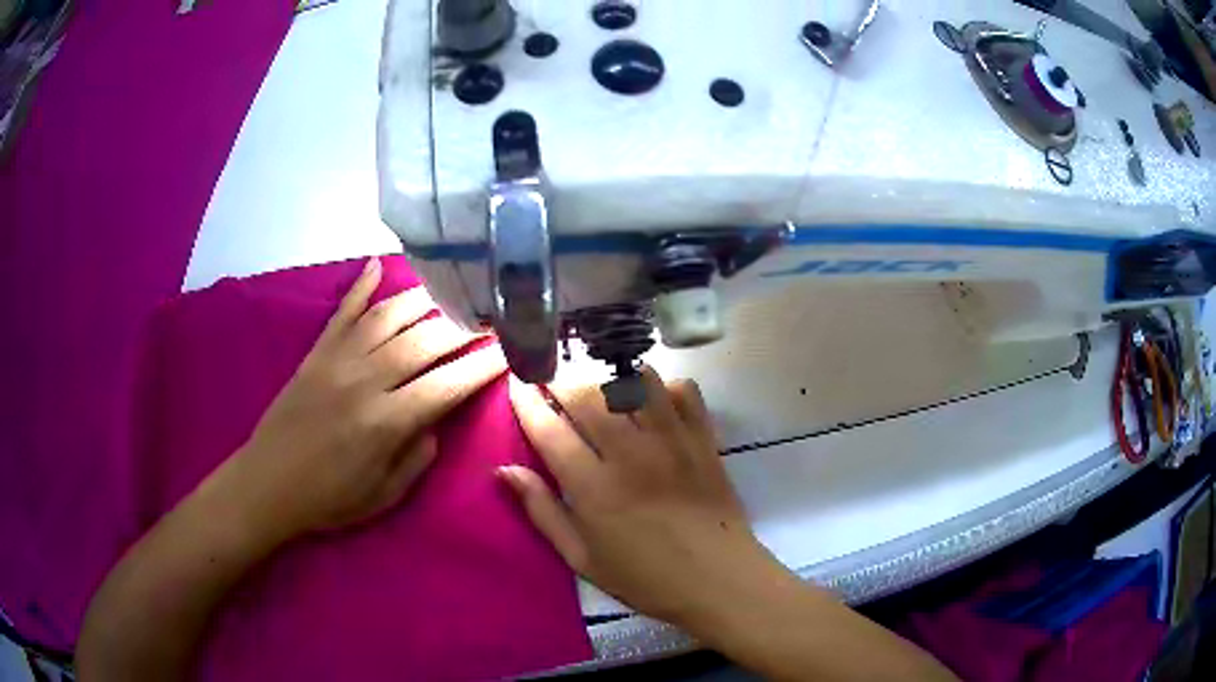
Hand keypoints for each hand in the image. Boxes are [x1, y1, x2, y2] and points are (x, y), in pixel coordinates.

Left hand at [224, 257, 506, 542]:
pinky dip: (361, 287)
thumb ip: (418, 456)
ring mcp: (338, 359)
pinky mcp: (316, 352)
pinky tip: (378, 265)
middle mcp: (365, 380)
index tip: (510, 348)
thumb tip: (436, 419)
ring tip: (453, 290)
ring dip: (425, 300)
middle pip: (425, 341)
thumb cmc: (330, 499)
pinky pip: (342, 312)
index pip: (448, 385)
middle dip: (465, 325)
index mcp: (386, 422)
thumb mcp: (385, 495)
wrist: (268, 484)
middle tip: (492, 313)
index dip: (483, 365)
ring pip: (389, 316)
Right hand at [502, 368, 784, 624]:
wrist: (719, 579)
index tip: (516, 384)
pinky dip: (662, 385)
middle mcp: (631, 454)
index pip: (549, 429)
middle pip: (587, 394)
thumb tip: (504, 470)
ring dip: (608, 375)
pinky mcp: (703, 437)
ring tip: (597, 385)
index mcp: (594, 489)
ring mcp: (672, 440)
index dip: (526, 401)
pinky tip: (650, 399)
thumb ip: (542, 511)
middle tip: (551, 382)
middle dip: (560, 380)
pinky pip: (681, 389)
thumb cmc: (645, 578)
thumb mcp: (582, 558)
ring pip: (633, 381)